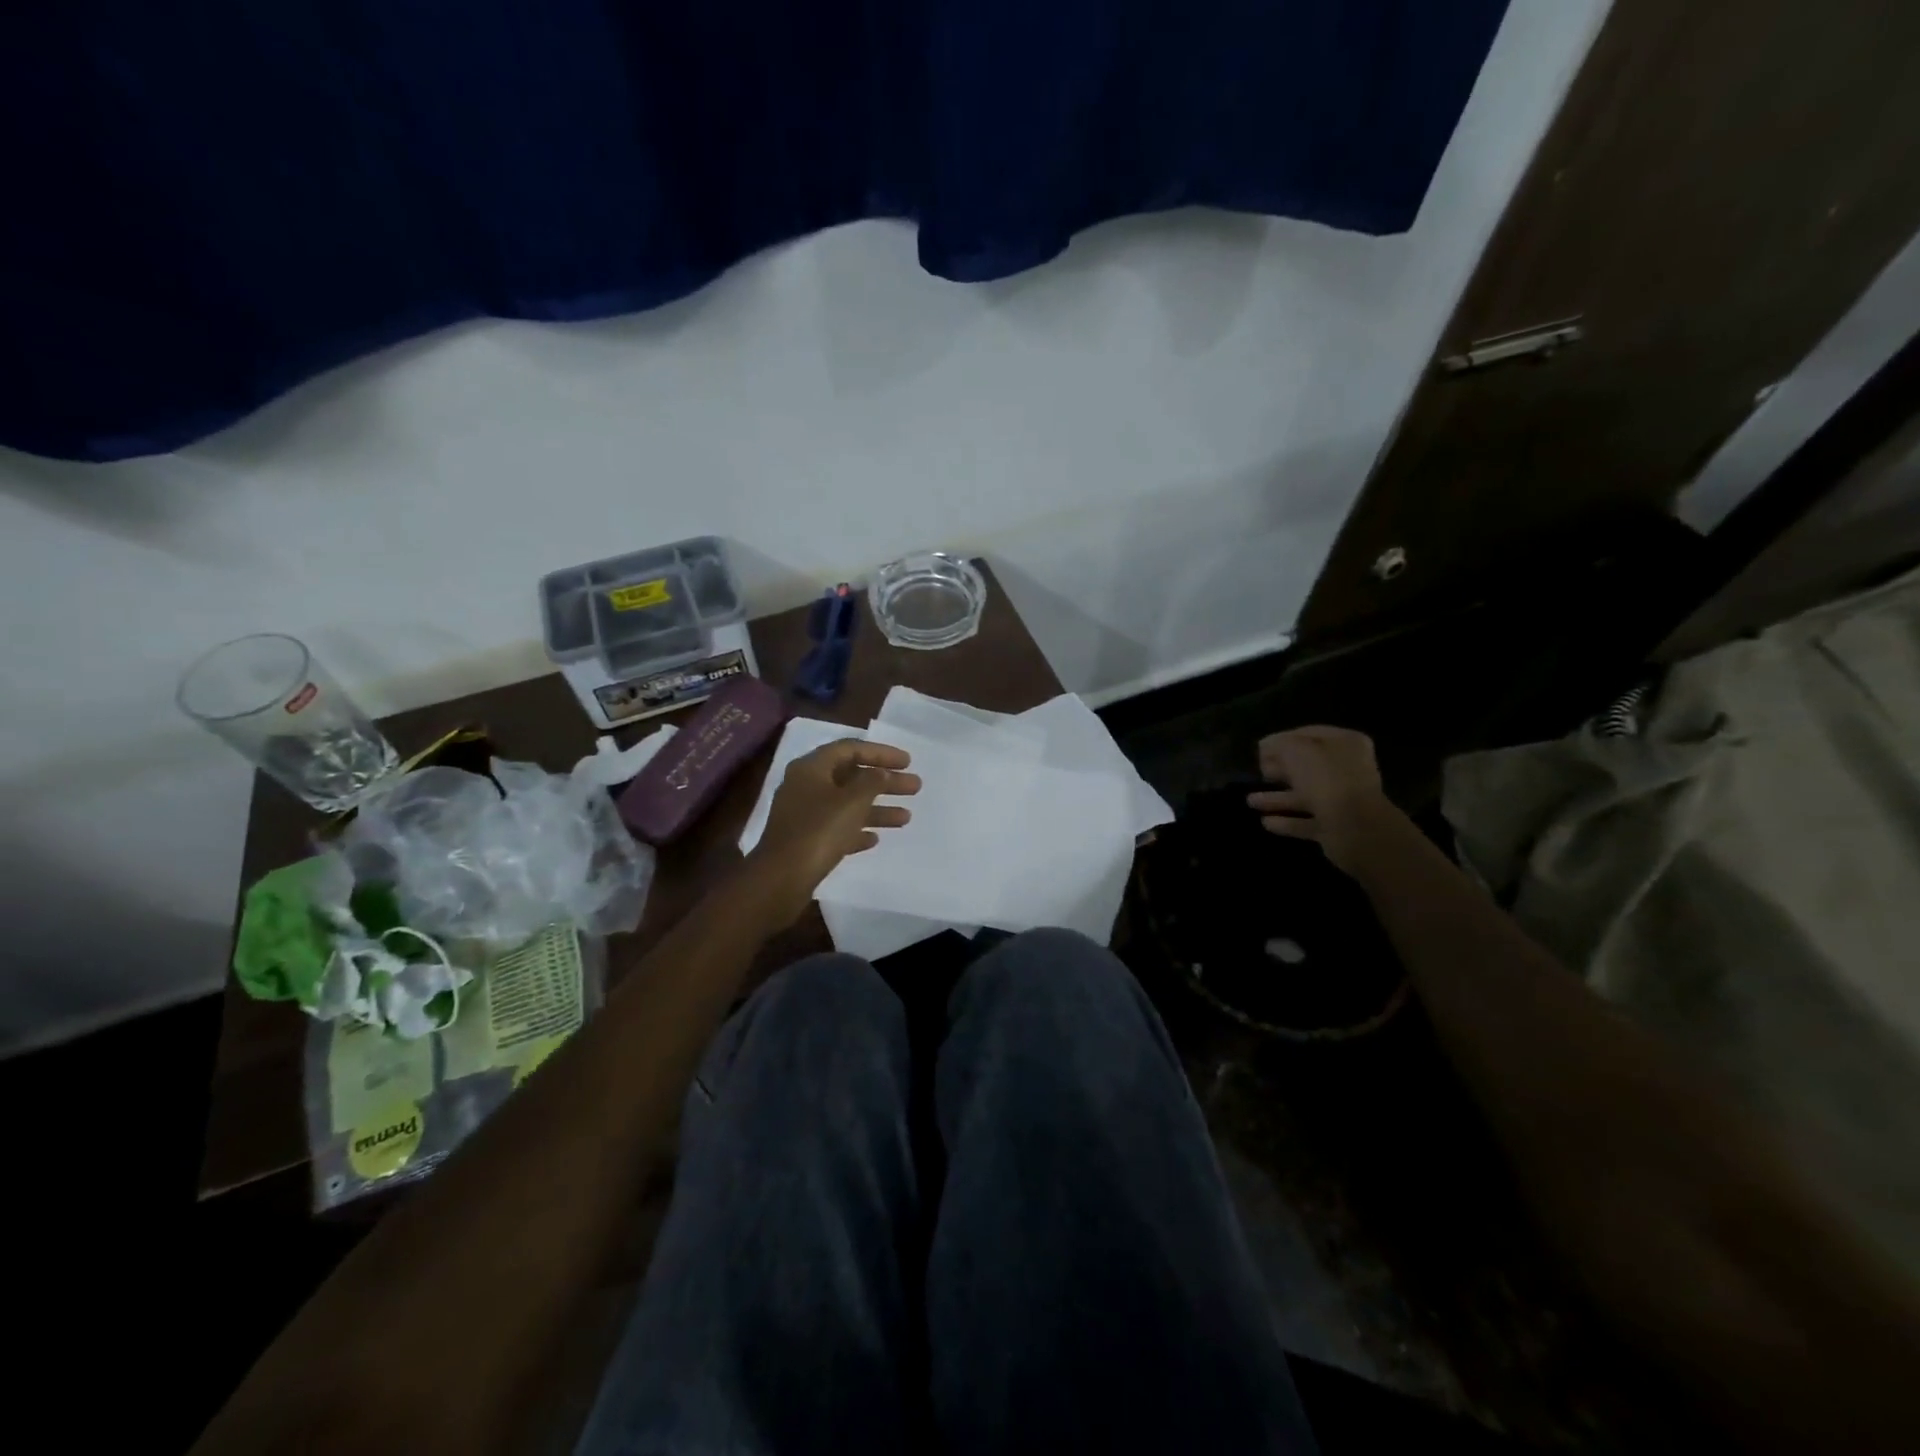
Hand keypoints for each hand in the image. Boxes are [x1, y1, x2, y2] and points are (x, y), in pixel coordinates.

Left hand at [743, 738, 920, 926]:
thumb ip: (872, 781)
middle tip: (915, 787)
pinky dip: (857, 829)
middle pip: (851, 776)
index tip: (908, 762)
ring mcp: (804, 814)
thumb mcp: (852, 801)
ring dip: (876, 808)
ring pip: (847, 804)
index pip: (850, 748)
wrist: (781, 879)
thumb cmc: (818, 831)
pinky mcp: (805, 840)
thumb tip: (881, 773)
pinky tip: (875, 839)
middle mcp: (805, 786)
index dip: (881, 752)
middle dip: (884, 781)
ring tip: (906, 817)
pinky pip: (837, 828)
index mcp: (811, 768)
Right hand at [1247, 725, 1396, 874]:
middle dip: (1280, 770)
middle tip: (1258, 772)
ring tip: (1250, 801)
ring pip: (1304, 796)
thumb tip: (1266, 747)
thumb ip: (1279, 744)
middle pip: (1307, 767)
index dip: (1282, 740)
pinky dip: (1286, 821)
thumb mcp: (1296, 750)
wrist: (1356, 829)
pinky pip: (1306, 821)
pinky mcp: (1335, 827)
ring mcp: (1343, 801)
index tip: (1259, 749)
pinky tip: (1265, 822)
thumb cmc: (1326, 780)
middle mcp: (1347, 770)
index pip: (1309, 734)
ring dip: (1277, 798)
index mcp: (1346, 744)